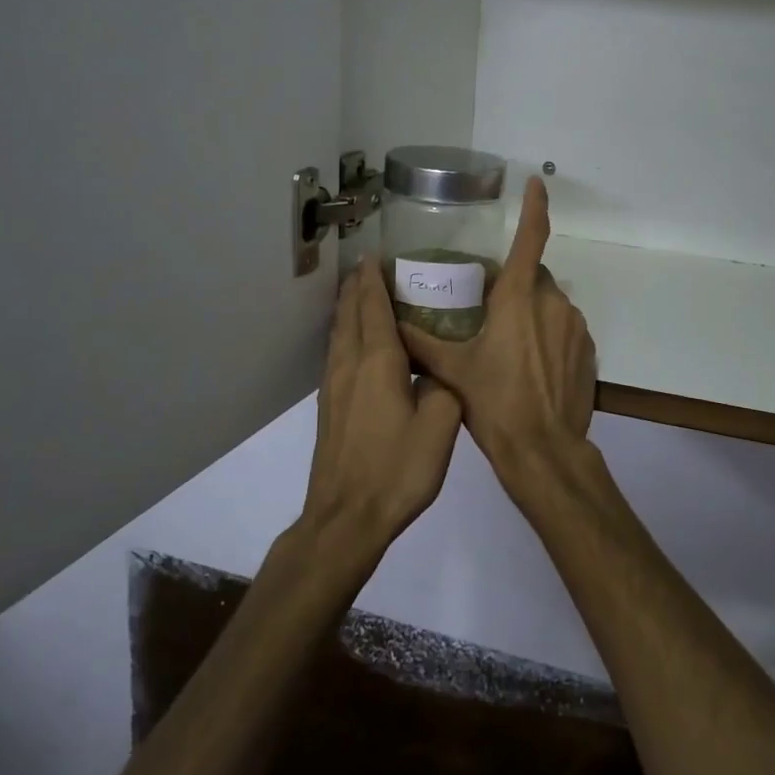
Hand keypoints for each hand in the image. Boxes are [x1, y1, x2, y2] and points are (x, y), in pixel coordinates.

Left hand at [302, 260, 462, 554]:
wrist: (346, 518)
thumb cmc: (396, 470)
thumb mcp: (440, 426)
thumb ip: (444, 387)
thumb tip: (440, 371)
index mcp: (378, 363)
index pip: (374, 308)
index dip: (374, 280)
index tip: (376, 255)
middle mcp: (350, 366)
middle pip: (350, 314)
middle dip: (358, 286)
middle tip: (369, 266)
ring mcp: (334, 387)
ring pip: (339, 333)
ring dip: (348, 308)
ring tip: (359, 292)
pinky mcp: (329, 407)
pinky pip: (336, 353)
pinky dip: (345, 333)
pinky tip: (353, 342)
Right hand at [398, 178, 597, 510]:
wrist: (543, 448)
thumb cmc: (494, 402)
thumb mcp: (451, 370)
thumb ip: (420, 342)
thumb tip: (390, 322)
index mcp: (519, 298)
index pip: (531, 238)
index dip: (535, 206)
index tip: (536, 182)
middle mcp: (554, 303)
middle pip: (535, 278)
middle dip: (515, 287)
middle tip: (490, 314)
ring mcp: (576, 327)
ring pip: (551, 305)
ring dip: (533, 315)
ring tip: (509, 349)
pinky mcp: (588, 351)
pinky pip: (566, 330)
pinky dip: (550, 338)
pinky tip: (532, 368)